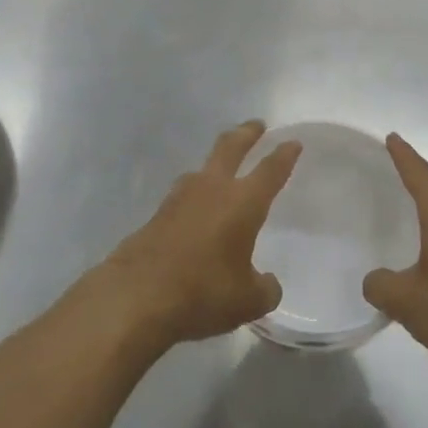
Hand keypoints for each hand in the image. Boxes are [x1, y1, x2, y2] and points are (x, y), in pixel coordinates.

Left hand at [92, 121, 300, 346]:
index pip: (270, 170)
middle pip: (230, 148)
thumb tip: (267, 283)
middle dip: (246, 134)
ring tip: (222, 169)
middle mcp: (211, 190)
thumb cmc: (202, 293)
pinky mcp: (155, 216)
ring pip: (201, 169)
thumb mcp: (248, 302)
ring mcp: (178, 199)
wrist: (135, 297)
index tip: (292, 142)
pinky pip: (182, 196)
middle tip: (257, 125)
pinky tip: (194, 211)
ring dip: (214, 163)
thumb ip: (265, 289)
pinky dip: (194, 196)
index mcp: (242, 203)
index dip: (284, 155)